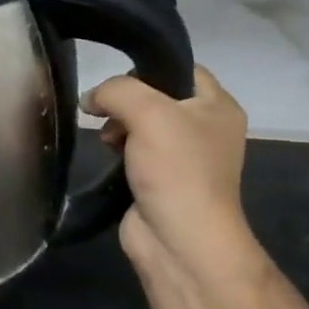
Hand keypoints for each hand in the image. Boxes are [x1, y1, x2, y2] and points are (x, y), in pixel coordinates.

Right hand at [84, 65, 258, 288]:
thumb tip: (90, 99)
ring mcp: (182, 157)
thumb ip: (117, 91)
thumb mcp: (149, 113)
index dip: (147, 68)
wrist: (178, 239)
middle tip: (107, 114)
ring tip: (107, 139)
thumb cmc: (176, 170)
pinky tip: (108, 157)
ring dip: (118, 126)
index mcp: (218, 106)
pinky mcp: (160, 180)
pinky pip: (135, 152)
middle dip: (126, 102)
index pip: (182, 69)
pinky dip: (118, 151)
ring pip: (142, 125)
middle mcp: (205, 128)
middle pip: (156, 97)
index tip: (117, 82)